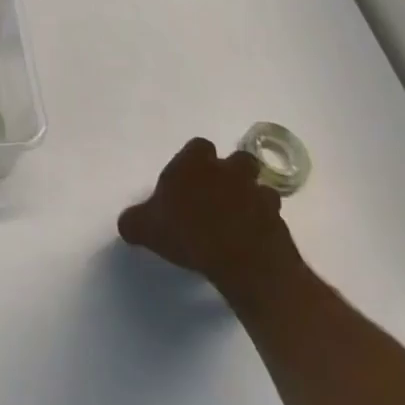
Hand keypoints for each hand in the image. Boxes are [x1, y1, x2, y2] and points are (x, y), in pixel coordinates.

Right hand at [117, 138, 302, 312]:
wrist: (241, 258)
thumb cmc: (188, 233)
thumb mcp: (146, 229)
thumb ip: (134, 221)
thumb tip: (127, 222)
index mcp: (195, 163)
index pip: (198, 146)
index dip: (195, 161)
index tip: (188, 180)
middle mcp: (227, 169)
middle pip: (236, 159)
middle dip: (231, 173)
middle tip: (218, 195)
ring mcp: (256, 191)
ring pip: (258, 185)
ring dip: (251, 196)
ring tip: (239, 217)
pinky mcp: (277, 218)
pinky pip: (271, 214)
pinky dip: (264, 222)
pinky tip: (253, 238)